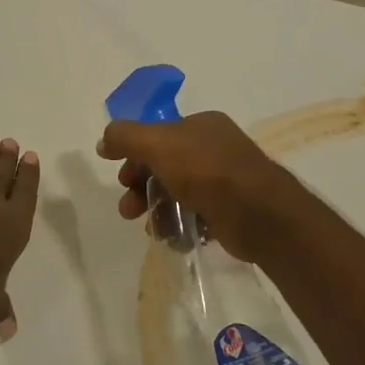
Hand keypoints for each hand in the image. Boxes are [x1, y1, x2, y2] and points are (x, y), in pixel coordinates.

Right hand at [97, 111, 308, 262]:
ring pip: (177, 194)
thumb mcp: (157, 144)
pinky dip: (180, 226)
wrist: (260, 215)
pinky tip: (173, 238)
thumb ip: (125, 137)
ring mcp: (225, 181)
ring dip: (157, 210)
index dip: (134, 155)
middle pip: (164, 166)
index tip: (121, 178)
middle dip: (141, 188)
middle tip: (128, 209)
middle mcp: (214, 149)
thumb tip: (104, 141)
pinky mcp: (230, 212)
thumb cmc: (207, 172)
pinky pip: (196, 216)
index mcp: (201, 125)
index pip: (157, 136)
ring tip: (152, 229)